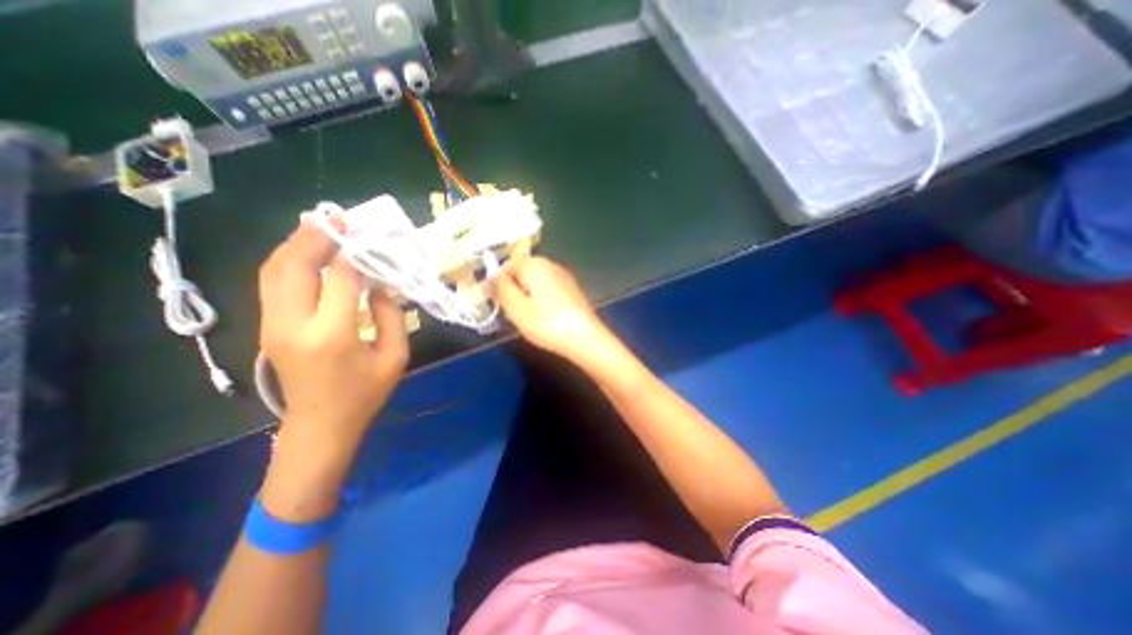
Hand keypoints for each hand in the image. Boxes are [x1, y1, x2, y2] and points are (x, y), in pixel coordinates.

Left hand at [258, 218, 409, 450]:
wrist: (320, 426)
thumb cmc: (365, 394)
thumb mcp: (395, 356)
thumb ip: (392, 316)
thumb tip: (382, 286)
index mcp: (332, 334)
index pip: (340, 278)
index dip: (356, 253)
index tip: (371, 237)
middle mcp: (294, 323)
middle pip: (294, 265)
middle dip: (316, 236)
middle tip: (339, 218)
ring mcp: (273, 324)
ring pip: (273, 269)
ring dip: (296, 243)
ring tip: (321, 226)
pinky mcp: (268, 326)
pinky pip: (272, 282)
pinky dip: (287, 259)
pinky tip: (306, 251)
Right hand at [497, 256, 616, 366]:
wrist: (586, 338)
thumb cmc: (547, 323)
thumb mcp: (516, 308)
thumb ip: (501, 288)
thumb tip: (492, 275)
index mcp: (534, 263)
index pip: (506, 266)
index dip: (499, 285)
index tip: (501, 305)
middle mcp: (550, 264)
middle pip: (521, 273)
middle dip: (514, 291)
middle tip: (515, 314)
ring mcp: (563, 276)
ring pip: (535, 283)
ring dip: (528, 297)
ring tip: (531, 319)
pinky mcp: (572, 289)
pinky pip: (548, 290)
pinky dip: (542, 301)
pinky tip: (546, 318)